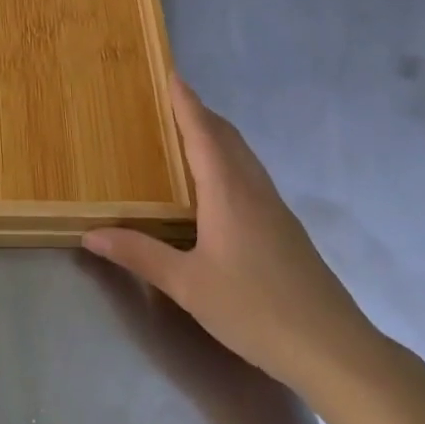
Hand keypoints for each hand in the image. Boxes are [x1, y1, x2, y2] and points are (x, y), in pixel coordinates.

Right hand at [83, 77, 384, 396]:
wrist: (333, 350)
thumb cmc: (254, 309)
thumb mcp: (187, 285)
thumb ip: (139, 255)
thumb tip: (91, 234)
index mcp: (228, 193)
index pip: (204, 134)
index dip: (186, 103)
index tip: (172, 74)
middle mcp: (253, 191)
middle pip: (227, 138)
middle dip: (200, 113)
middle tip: (171, 100)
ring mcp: (275, 210)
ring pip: (243, 157)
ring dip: (217, 136)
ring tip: (189, 132)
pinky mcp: (286, 230)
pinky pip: (251, 177)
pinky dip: (229, 161)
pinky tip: (218, 185)